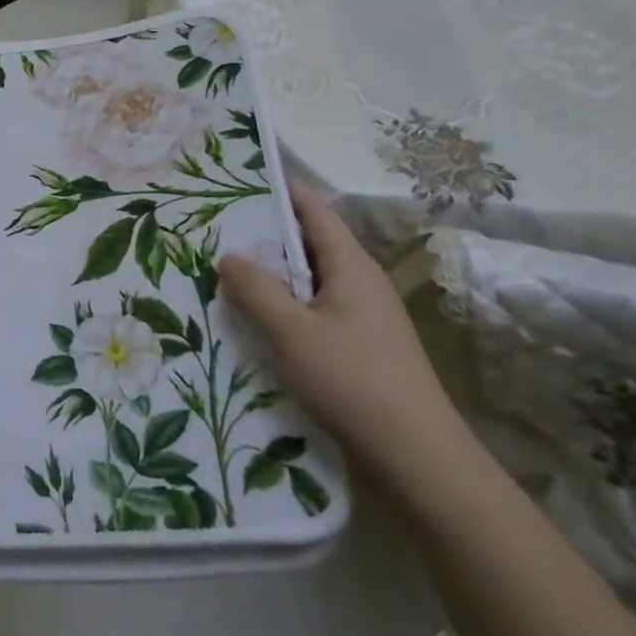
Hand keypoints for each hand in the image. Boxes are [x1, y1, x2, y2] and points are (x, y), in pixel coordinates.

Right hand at [219, 182, 465, 487]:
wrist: (418, 459)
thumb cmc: (353, 382)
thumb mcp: (292, 332)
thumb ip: (256, 290)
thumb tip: (228, 256)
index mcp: (351, 266)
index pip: (314, 210)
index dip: (281, 189)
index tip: (241, 175)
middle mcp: (360, 282)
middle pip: (309, 243)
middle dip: (266, 233)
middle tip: (217, 226)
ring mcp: (363, 316)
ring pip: (309, 280)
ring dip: (273, 274)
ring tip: (226, 270)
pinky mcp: (359, 347)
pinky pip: (314, 310)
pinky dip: (284, 306)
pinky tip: (255, 320)